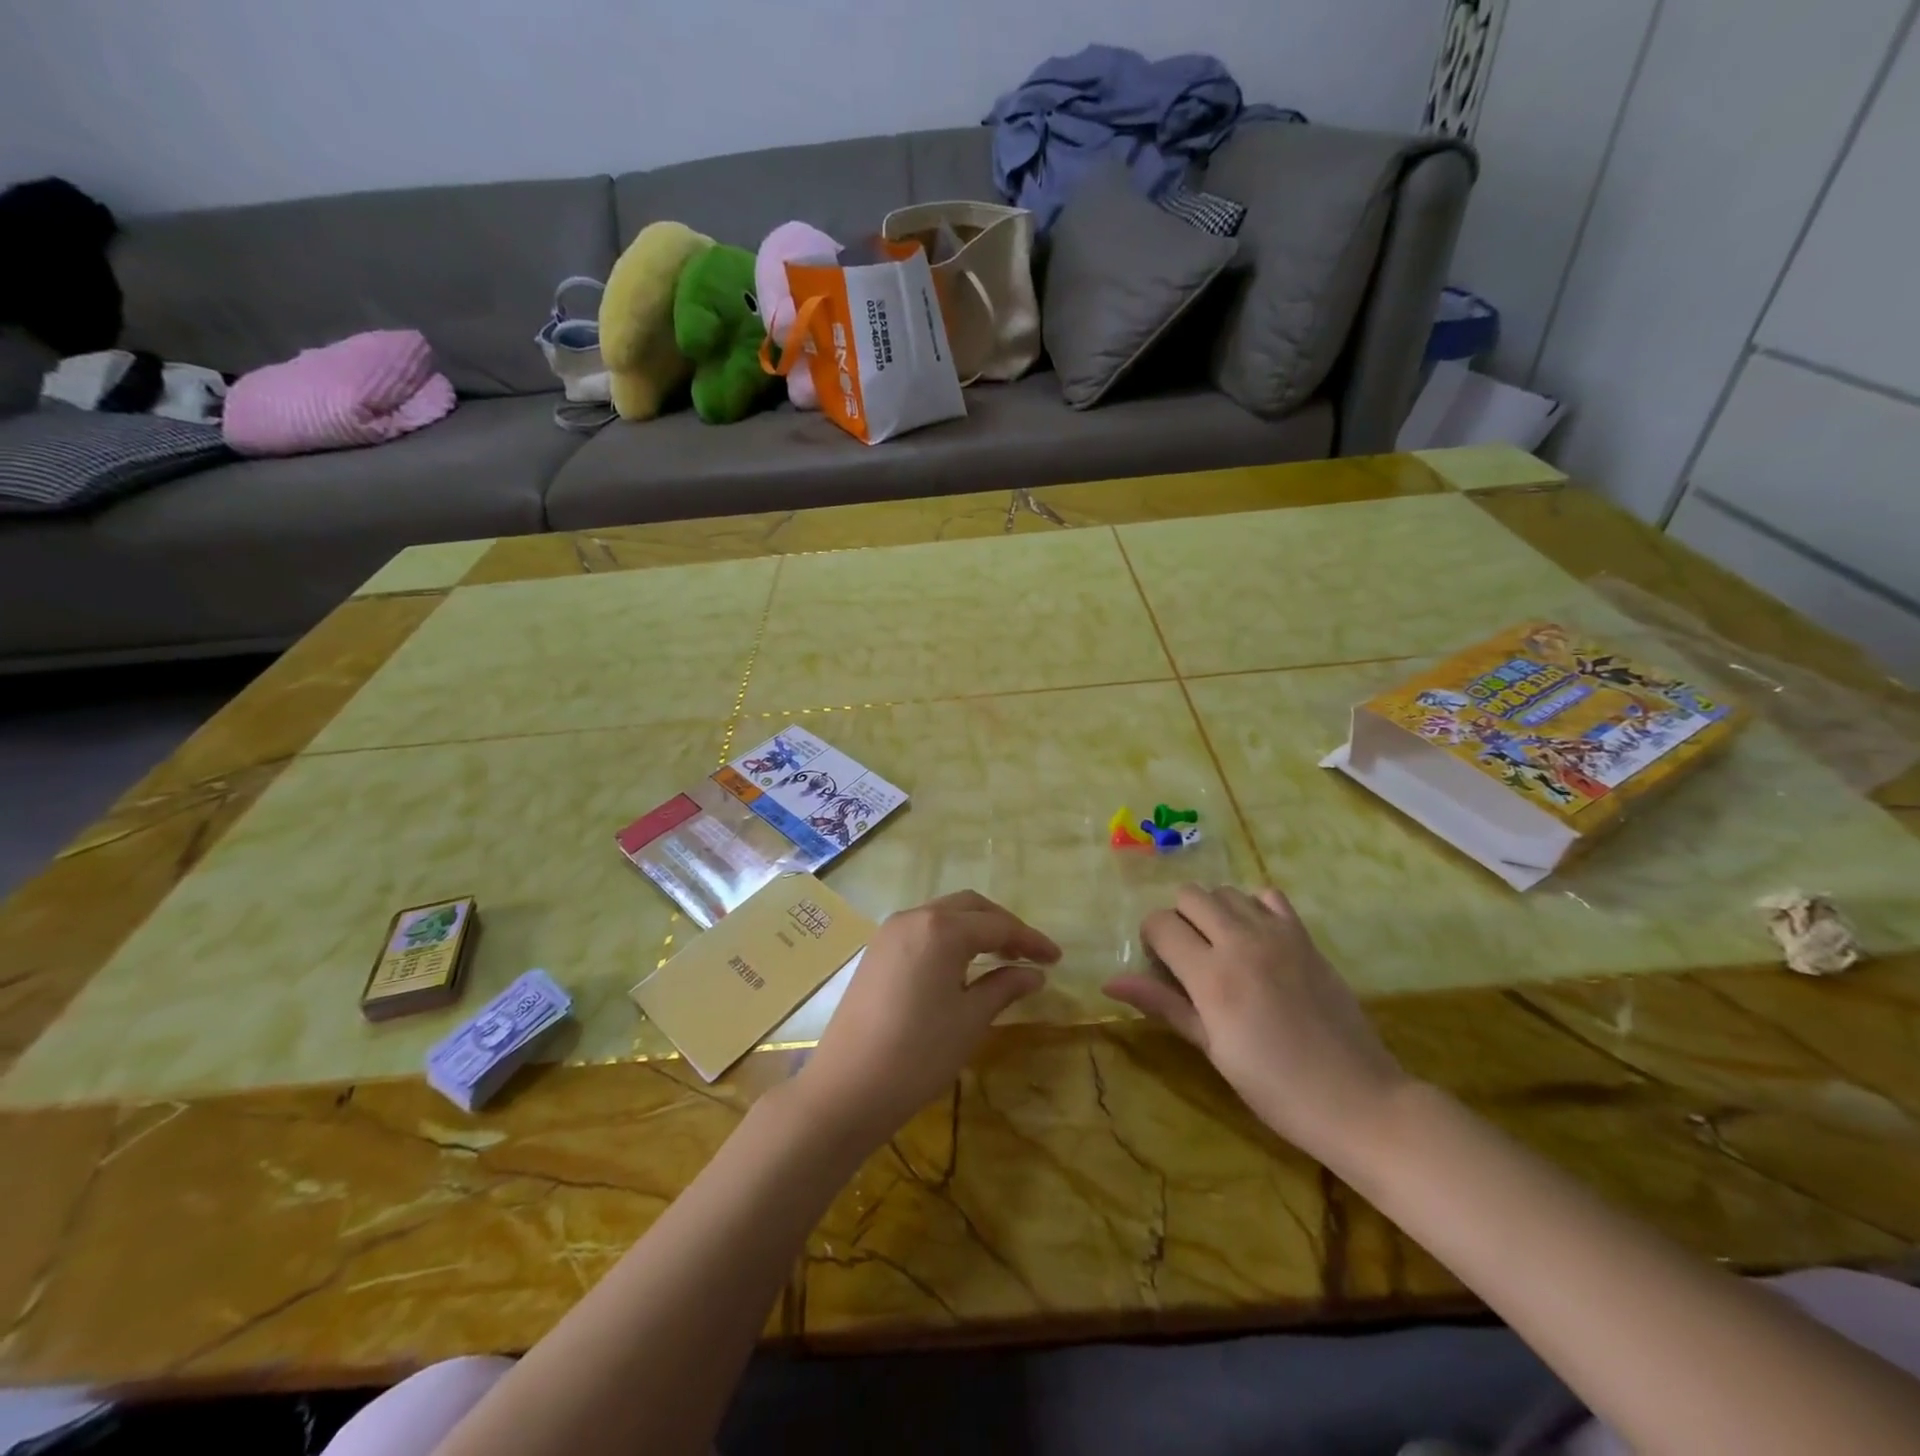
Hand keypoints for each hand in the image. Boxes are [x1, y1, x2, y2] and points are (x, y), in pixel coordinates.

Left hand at [794, 891, 1059, 1146]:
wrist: (846, 1089)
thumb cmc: (917, 1054)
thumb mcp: (970, 1020)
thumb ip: (1004, 987)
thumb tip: (1034, 974)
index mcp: (940, 928)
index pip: (997, 925)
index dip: (1030, 940)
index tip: (1057, 959)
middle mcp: (913, 917)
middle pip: (969, 907)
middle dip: (1003, 926)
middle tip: (1030, 954)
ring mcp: (889, 933)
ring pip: (943, 915)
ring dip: (975, 929)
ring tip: (1002, 958)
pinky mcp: (876, 952)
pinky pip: (922, 931)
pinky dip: (949, 939)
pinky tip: (962, 966)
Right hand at [1104, 884, 1410, 1158]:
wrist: (1357, 1099)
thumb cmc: (1274, 1087)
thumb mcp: (1211, 1049)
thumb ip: (1163, 1004)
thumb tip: (1109, 981)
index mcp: (1212, 976)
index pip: (1160, 924)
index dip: (1152, 940)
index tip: (1161, 967)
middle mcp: (1241, 942)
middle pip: (1190, 895)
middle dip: (1179, 918)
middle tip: (1189, 956)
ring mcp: (1278, 934)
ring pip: (1226, 891)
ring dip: (1214, 911)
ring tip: (1222, 948)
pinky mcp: (1306, 937)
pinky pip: (1268, 896)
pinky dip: (1253, 907)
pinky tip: (1257, 939)